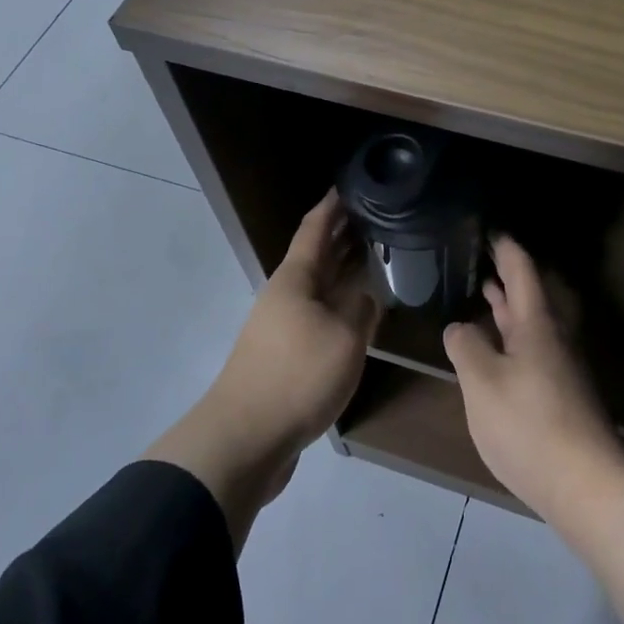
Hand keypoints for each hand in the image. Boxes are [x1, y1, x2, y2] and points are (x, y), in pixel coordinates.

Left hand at [146, 191, 378, 551]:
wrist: (245, 439)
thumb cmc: (297, 377)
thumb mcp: (344, 339)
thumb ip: (360, 310)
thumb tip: (365, 294)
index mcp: (296, 279)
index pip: (315, 228)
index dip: (333, 205)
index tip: (352, 184)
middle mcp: (286, 295)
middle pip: (316, 255)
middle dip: (343, 235)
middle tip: (377, 217)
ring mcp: (282, 326)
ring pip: (318, 286)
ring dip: (343, 270)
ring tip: (375, 258)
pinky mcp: (284, 355)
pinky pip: (317, 315)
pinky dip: (339, 304)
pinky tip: (358, 312)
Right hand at [443, 236, 623, 517]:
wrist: (586, 485)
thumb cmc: (529, 424)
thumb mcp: (482, 382)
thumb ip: (466, 347)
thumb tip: (460, 328)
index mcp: (536, 325)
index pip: (522, 271)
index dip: (506, 248)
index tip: (491, 230)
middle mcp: (554, 339)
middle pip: (530, 297)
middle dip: (508, 277)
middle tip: (485, 259)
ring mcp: (561, 369)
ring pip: (533, 326)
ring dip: (510, 309)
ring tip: (487, 296)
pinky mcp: (562, 396)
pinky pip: (533, 351)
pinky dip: (513, 339)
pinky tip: (498, 353)